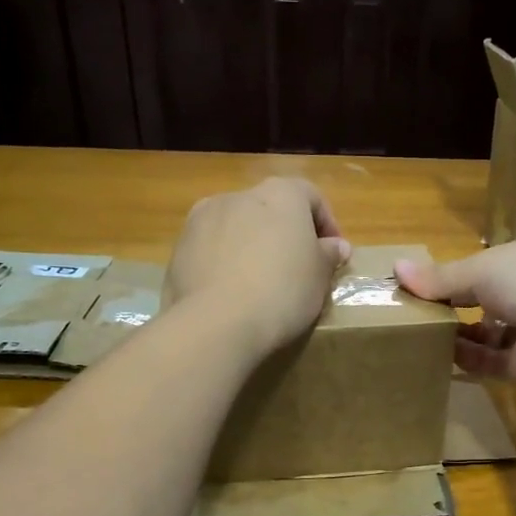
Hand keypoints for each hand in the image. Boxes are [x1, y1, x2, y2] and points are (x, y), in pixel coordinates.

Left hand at [166, 179, 351, 356]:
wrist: (217, 322)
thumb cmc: (283, 291)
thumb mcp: (319, 276)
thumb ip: (328, 255)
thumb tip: (336, 246)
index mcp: (280, 194)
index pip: (310, 196)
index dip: (326, 223)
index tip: (332, 254)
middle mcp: (239, 195)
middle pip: (270, 209)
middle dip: (284, 234)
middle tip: (297, 269)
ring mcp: (203, 218)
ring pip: (237, 227)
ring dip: (251, 246)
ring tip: (260, 282)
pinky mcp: (179, 247)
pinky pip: (212, 249)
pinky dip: (224, 263)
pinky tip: (231, 293)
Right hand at [396, 233, 515, 393]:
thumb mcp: (479, 269)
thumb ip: (440, 278)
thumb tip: (396, 269)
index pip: (481, 270)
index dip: (451, 279)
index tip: (418, 289)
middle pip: (483, 304)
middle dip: (452, 310)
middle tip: (412, 318)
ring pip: (486, 336)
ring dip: (456, 338)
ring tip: (418, 339)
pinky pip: (491, 364)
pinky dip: (467, 360)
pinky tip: (438, 358)